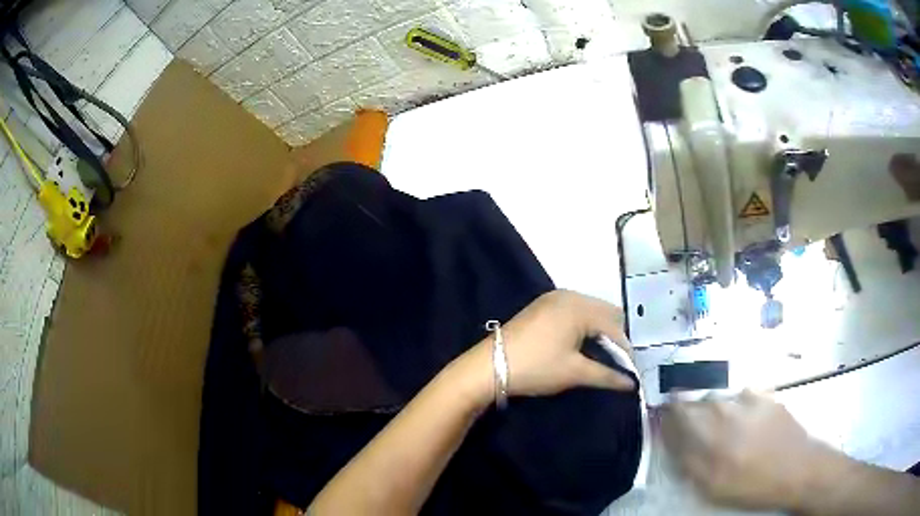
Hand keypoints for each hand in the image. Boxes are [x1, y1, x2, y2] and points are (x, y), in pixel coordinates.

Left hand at [494, 290, 635, 396]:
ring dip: (598, 331)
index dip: (625, 349)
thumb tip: (632, 383)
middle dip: (613, 337)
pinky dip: (583, 326)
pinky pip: (574, 311)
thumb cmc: (536, 367)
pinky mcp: (542, 306)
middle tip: (615, 362)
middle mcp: (569, 295)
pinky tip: (579, 345)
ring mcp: (553, 298)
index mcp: (580, 307)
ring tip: (599, 356)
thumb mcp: (574, 373)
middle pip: (605, 313)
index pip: (615, 326)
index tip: (629, 371)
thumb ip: (607, 375)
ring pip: (590, 311)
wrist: (489, 366)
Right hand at [660, 390, 831, 510]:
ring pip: (719, 397)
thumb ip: (688, 460)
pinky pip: (742, 395)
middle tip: (695, 433)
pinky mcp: (766, 395)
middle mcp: (727, 406)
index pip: (676, 411)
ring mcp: (749, 397)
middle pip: (696, 400)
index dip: (667, 415)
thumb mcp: (712, 485)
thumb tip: (670, 438)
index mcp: (710, 431)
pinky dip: (736, 405)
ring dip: (713, 410)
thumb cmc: (753, 484)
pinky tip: (745, 423)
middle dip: (688, 412)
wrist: (798, 468)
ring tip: (724, 433)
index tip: (663, 423)